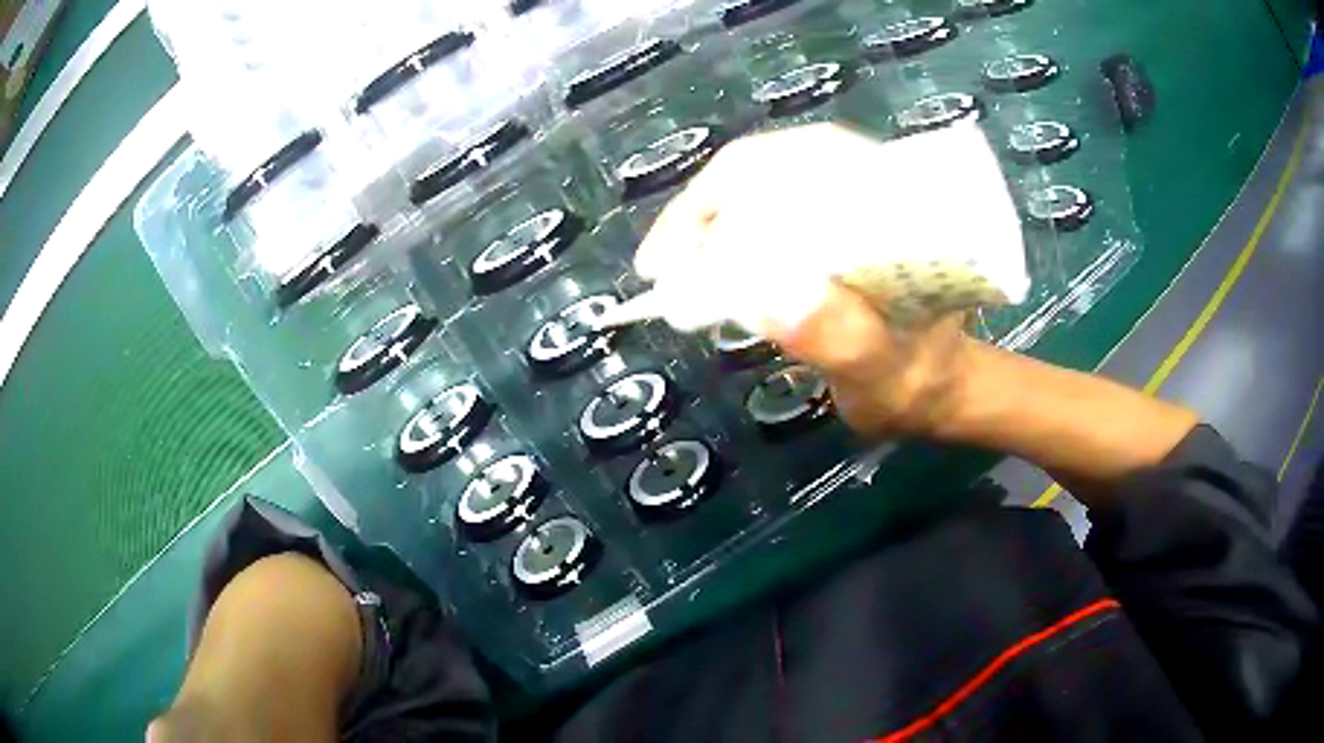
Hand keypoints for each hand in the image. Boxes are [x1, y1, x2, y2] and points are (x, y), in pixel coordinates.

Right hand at [635, 123, 989, 437]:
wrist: (939, 387)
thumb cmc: (917, 381)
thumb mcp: (884, 371)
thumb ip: (843, 339)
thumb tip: (772, 295)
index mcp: (894, 202)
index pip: (795, 160)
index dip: (720, 196)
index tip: (669, 259)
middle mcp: (867, 184)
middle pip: (767, 165)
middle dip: (703, 212)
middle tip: (662, 272)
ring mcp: (846, 199)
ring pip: (759, 185)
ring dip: (708, 225)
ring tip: (675, 276)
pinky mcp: (830, 221)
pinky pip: (765, 210)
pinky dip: (725, 237)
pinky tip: (706, 271)